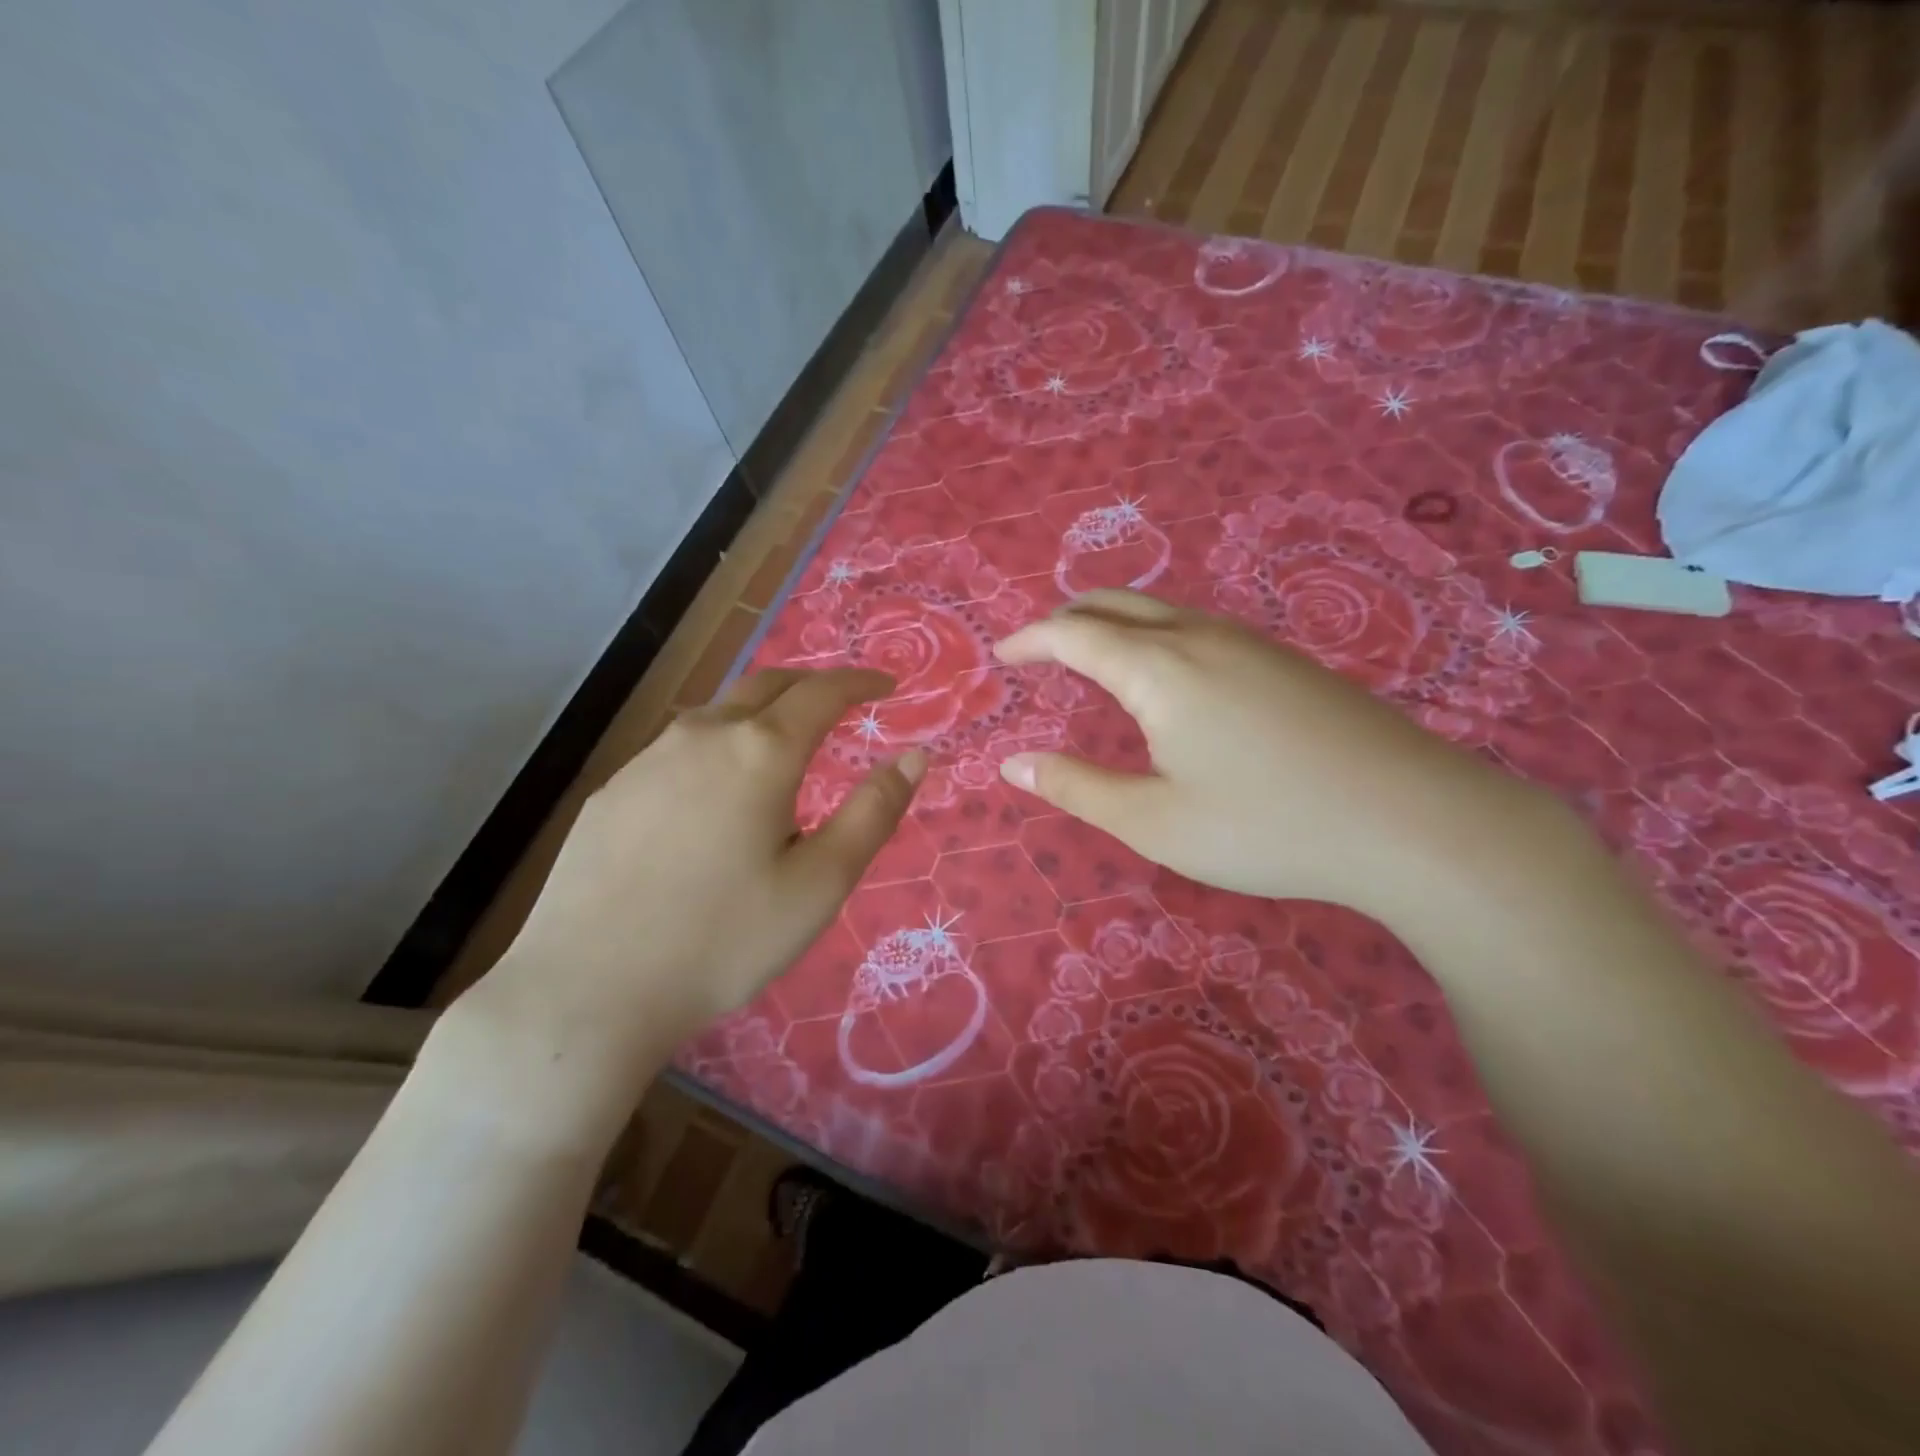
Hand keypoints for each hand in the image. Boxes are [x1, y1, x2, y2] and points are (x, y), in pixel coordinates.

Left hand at [446, 669, 923, 1137]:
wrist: (589, 989)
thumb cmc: (723, 939)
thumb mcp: (820, 883)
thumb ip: (873, 812)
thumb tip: (915, 756)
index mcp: (761, 751)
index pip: (823, 692)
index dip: (860, 682)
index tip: (886, 686)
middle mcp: (703, 735)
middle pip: (767, 685)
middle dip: (812, 685)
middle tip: (842, 704)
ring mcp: (648, 759)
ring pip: (719, 714)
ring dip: (761, 715)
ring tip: (782, 747)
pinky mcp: (613, 790)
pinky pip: (679, 749)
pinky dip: (717, 748)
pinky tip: (713, 794)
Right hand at [994, 591, 1542, 926]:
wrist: (1412, 820)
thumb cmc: (1266, 825)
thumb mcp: (1154, 821)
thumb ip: (1076, 788)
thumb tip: (1012, 764)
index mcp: (1159, 669)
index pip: (1074, 634)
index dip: (1030, 640)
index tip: (1002, 656)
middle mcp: (1200, 636)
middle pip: (1115, 604)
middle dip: (1066, 620)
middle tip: (1038, 651)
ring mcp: (1250, 642)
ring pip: (1161, 611)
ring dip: (1113, 624)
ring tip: (1091, 658)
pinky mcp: (1285, 660)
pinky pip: (1198, 627)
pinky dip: (1154, 636)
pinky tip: (1166, 676)